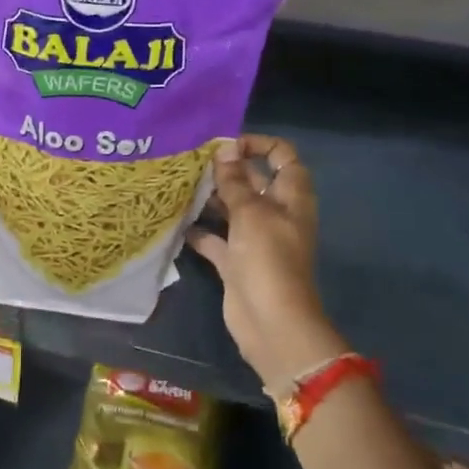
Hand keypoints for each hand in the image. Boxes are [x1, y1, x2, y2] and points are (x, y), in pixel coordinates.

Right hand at [187, 135, 343, 390]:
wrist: (271, 323)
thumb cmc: (268, 260)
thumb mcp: (251, 213)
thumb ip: (236, 181)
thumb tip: (225, 148)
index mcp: (291, 198)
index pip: (282, 157)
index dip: (259, 145)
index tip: (227, 145)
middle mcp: (275, 214)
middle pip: (253, 181)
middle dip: (227, 169)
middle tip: (191, 160)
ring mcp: (256, 240)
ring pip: (232, 209)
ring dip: (211, 198)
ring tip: (180, 184)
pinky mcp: (236, 263)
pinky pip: (216, 240)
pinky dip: (200, 232)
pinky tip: (177, 221)